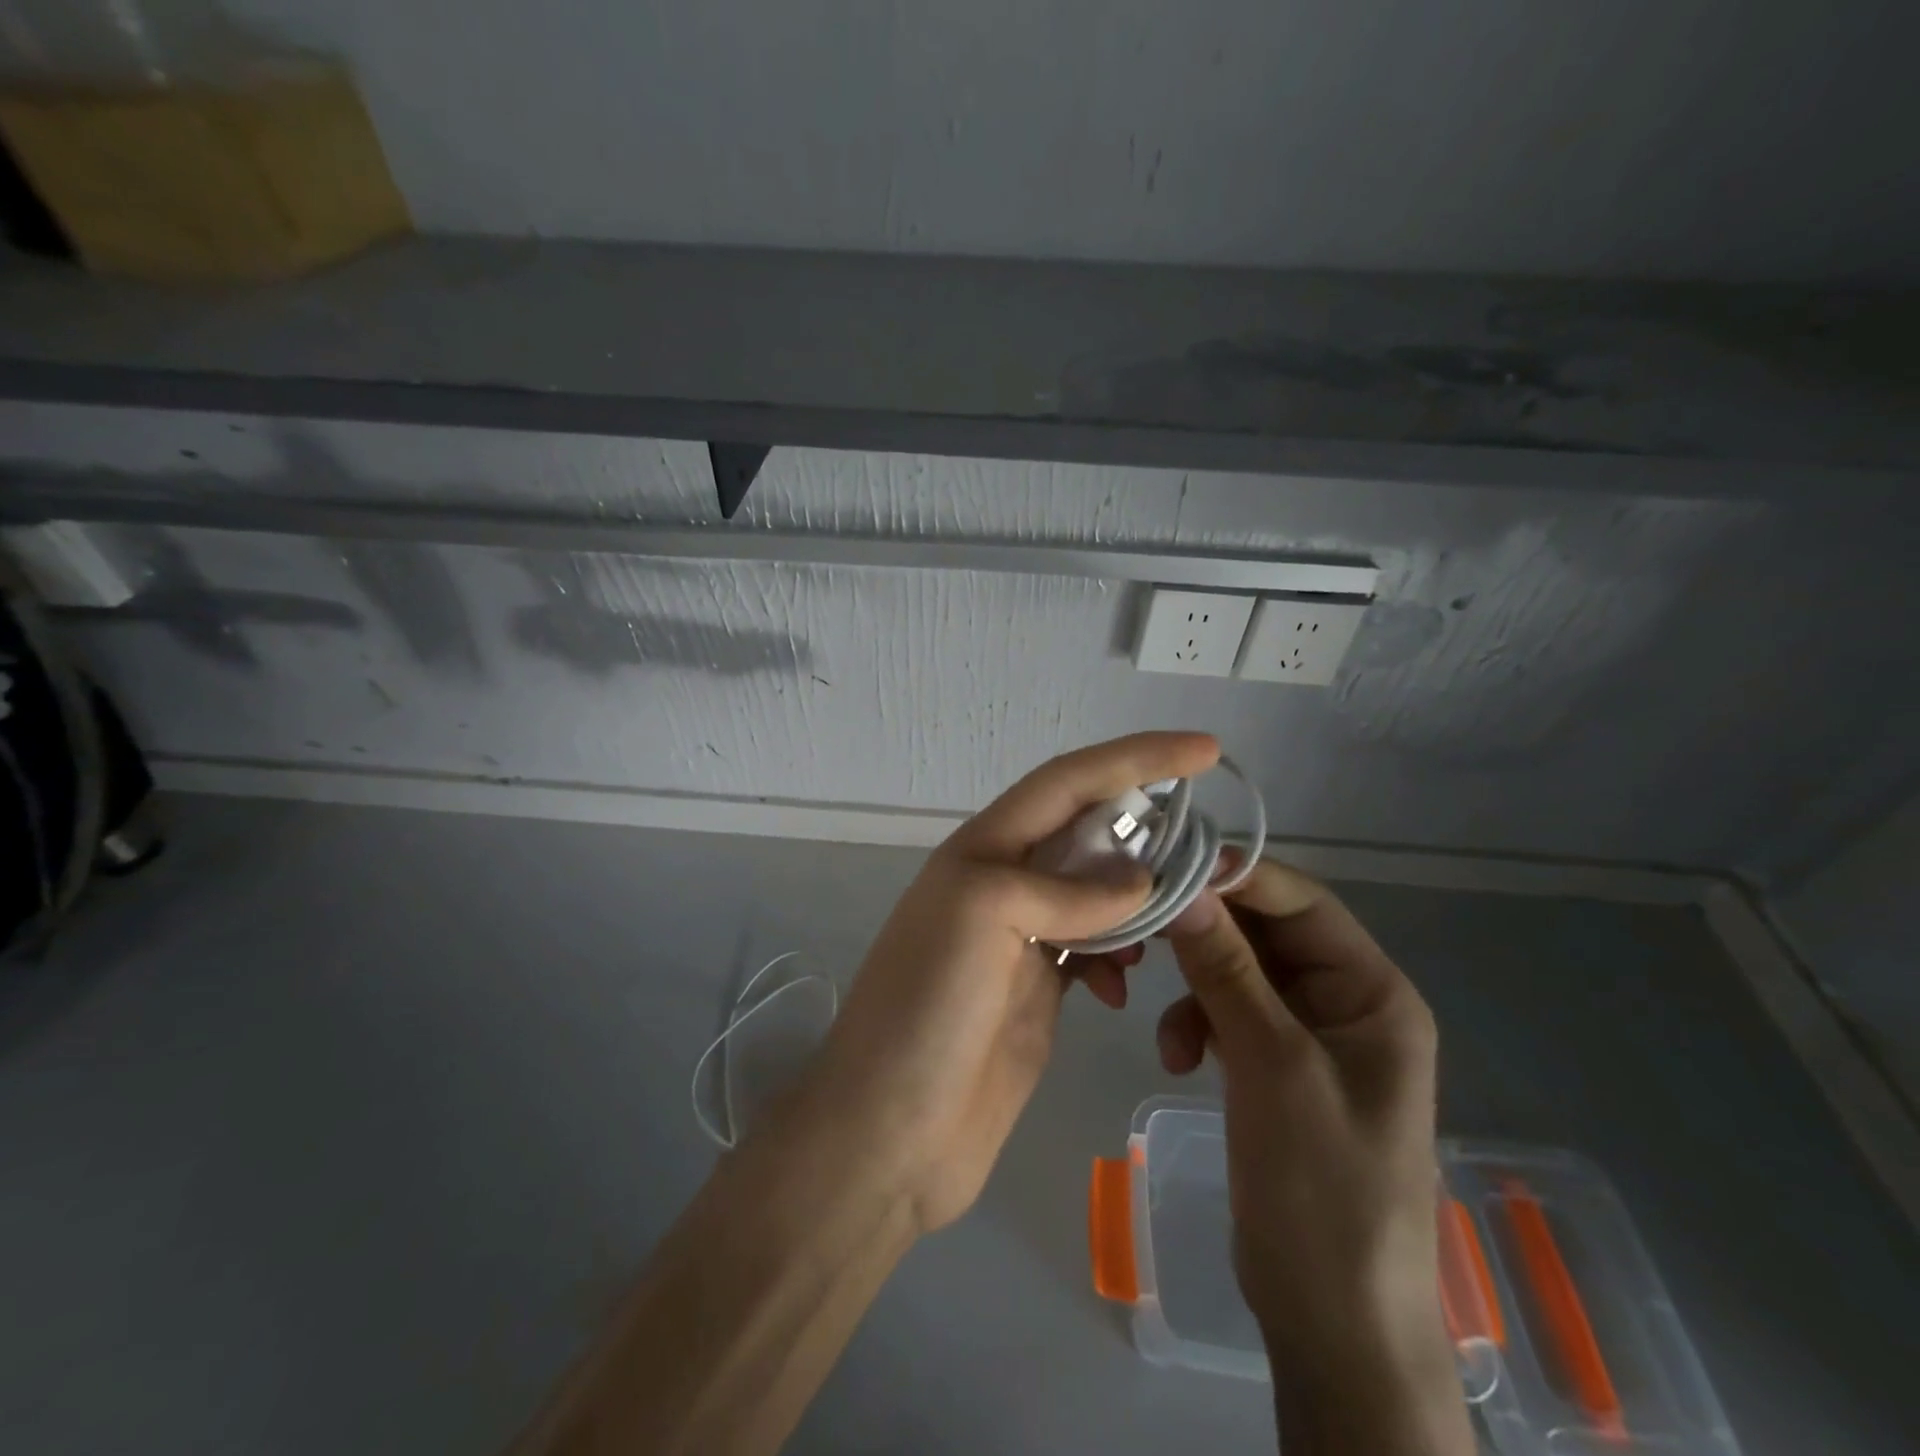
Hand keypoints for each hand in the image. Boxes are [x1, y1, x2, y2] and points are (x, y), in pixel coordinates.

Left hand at [786, 732, 1220, 1233]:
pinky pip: (1093, 949)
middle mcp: (1001, 883)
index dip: (1135, 758)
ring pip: (1095, 891)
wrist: (888, 1135)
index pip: (1068, 782)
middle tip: (1204, 841)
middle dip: (1144, 824)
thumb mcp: (981, 920)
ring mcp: (1019, 939)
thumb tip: (1139, 882)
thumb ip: (1062, 889)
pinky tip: (1125, 985)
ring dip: (1138, 894)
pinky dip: (1119, 954)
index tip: (1205, 750)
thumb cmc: (925, 1013)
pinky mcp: (1035, 990)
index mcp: (983, 851)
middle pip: (1085, 829)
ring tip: (1178, 914)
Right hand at [1160, 862, 1470, 1452]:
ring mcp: (1308, 1035)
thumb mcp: (1273, 1069)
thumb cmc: (1323, 1191)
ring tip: (1168, 1034)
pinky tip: (1176, 1057)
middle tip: (1144, 933)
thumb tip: (1184, 891)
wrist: (1332, 1323)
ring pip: (1239, 972)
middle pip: (1265, 934)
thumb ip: (1228, 973)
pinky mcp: (1274, 1065)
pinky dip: (1197, 1025)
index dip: (1238, 877)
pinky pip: (1228, 1014)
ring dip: (1196, 990)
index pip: (1302, 903)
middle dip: (1206, 937)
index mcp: (1372, 993)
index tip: (1168, 864)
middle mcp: (1345, 1002)